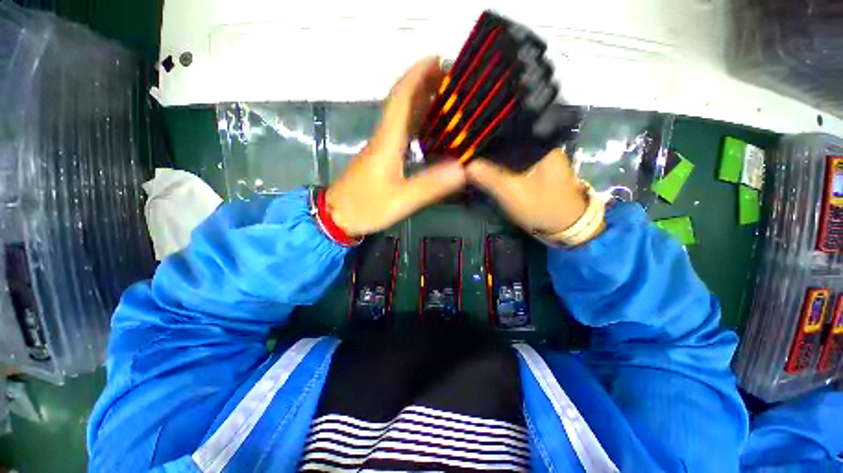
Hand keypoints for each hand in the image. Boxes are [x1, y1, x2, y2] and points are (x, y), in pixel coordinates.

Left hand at [326, 57, 466, 236]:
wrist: (337, 216)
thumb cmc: (366, 207)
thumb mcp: (401, 200)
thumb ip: (430, 185)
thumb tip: (463, 168)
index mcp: (387, 142)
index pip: (401, 99)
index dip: (417, 76)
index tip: (438, 60)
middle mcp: (383, 138)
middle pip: (402, 102)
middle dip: (424, 84)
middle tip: (451, 80)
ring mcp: (381, 148)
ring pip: (401, 117)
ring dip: (421, 102)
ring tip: (446, 99)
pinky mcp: (381, 158)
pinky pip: (401, 132)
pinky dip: (416, 123)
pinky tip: (429, 129)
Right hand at [465, 149, 587, 236]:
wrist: (565, 228)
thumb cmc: (541, 207)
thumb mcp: (512, 192)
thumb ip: (489, 177)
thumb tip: (466, 165)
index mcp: (542, 145)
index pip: (509, 132)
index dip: (487, 138)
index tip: (469, 144)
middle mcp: (543, 147)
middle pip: (510, 143)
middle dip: (490, 149)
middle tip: (468, 153)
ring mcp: (541, 159)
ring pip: (512, 154)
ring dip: (496, 158)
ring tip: (474, 159)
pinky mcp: (537, 171)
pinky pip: (516, 164)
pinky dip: (503, 167)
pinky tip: (489, 169)